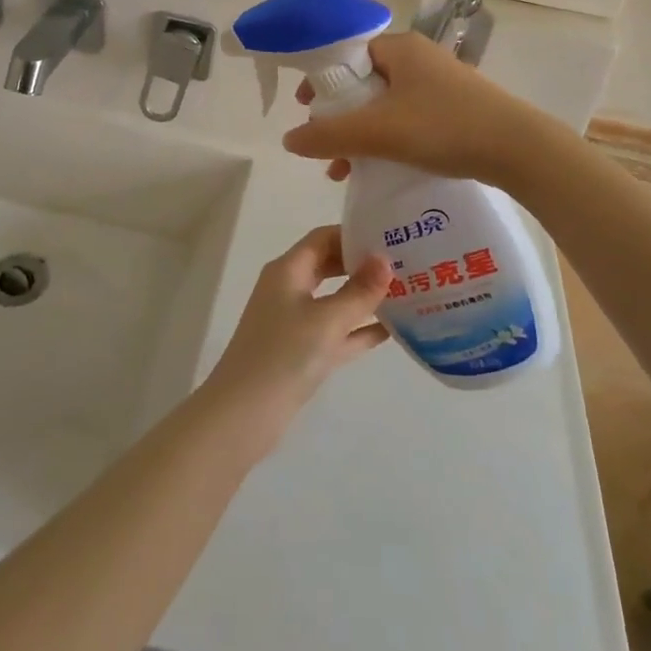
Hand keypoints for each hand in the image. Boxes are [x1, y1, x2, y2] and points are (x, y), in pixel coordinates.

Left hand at [200, 226, 389, 454]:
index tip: (390, 237)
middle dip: (363, 265)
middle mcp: (290, 289)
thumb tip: (385, 259)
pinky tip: (392, 330)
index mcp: (288, 270)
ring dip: (365, 298)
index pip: (323, 238)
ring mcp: (295, 322)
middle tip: (405, 263)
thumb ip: (359, 291)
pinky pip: (336, 332)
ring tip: (407, 292)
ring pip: (336, 300)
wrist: (244, 416)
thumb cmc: (283, 355)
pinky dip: (359, 329)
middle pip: (330, 266)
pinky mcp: (302, 352)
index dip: (354, 235)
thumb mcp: (327, 320)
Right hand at [284, 32, 551, 189]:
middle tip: (323, 143)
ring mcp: (441, 84)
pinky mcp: (456, 108)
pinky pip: (408, 119)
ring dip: (361, 134)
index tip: (305, 108)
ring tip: (343, 170)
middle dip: (339, 116)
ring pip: (386, 105)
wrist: (520, 150)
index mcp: (400, 48)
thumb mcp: (378, 132)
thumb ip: (329, 135)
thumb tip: (288, 139)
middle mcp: (419, 58)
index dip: (322, 80)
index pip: (347, 54)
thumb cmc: (444, 127)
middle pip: (364, 82)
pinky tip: (380, 170)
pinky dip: (388, 139)